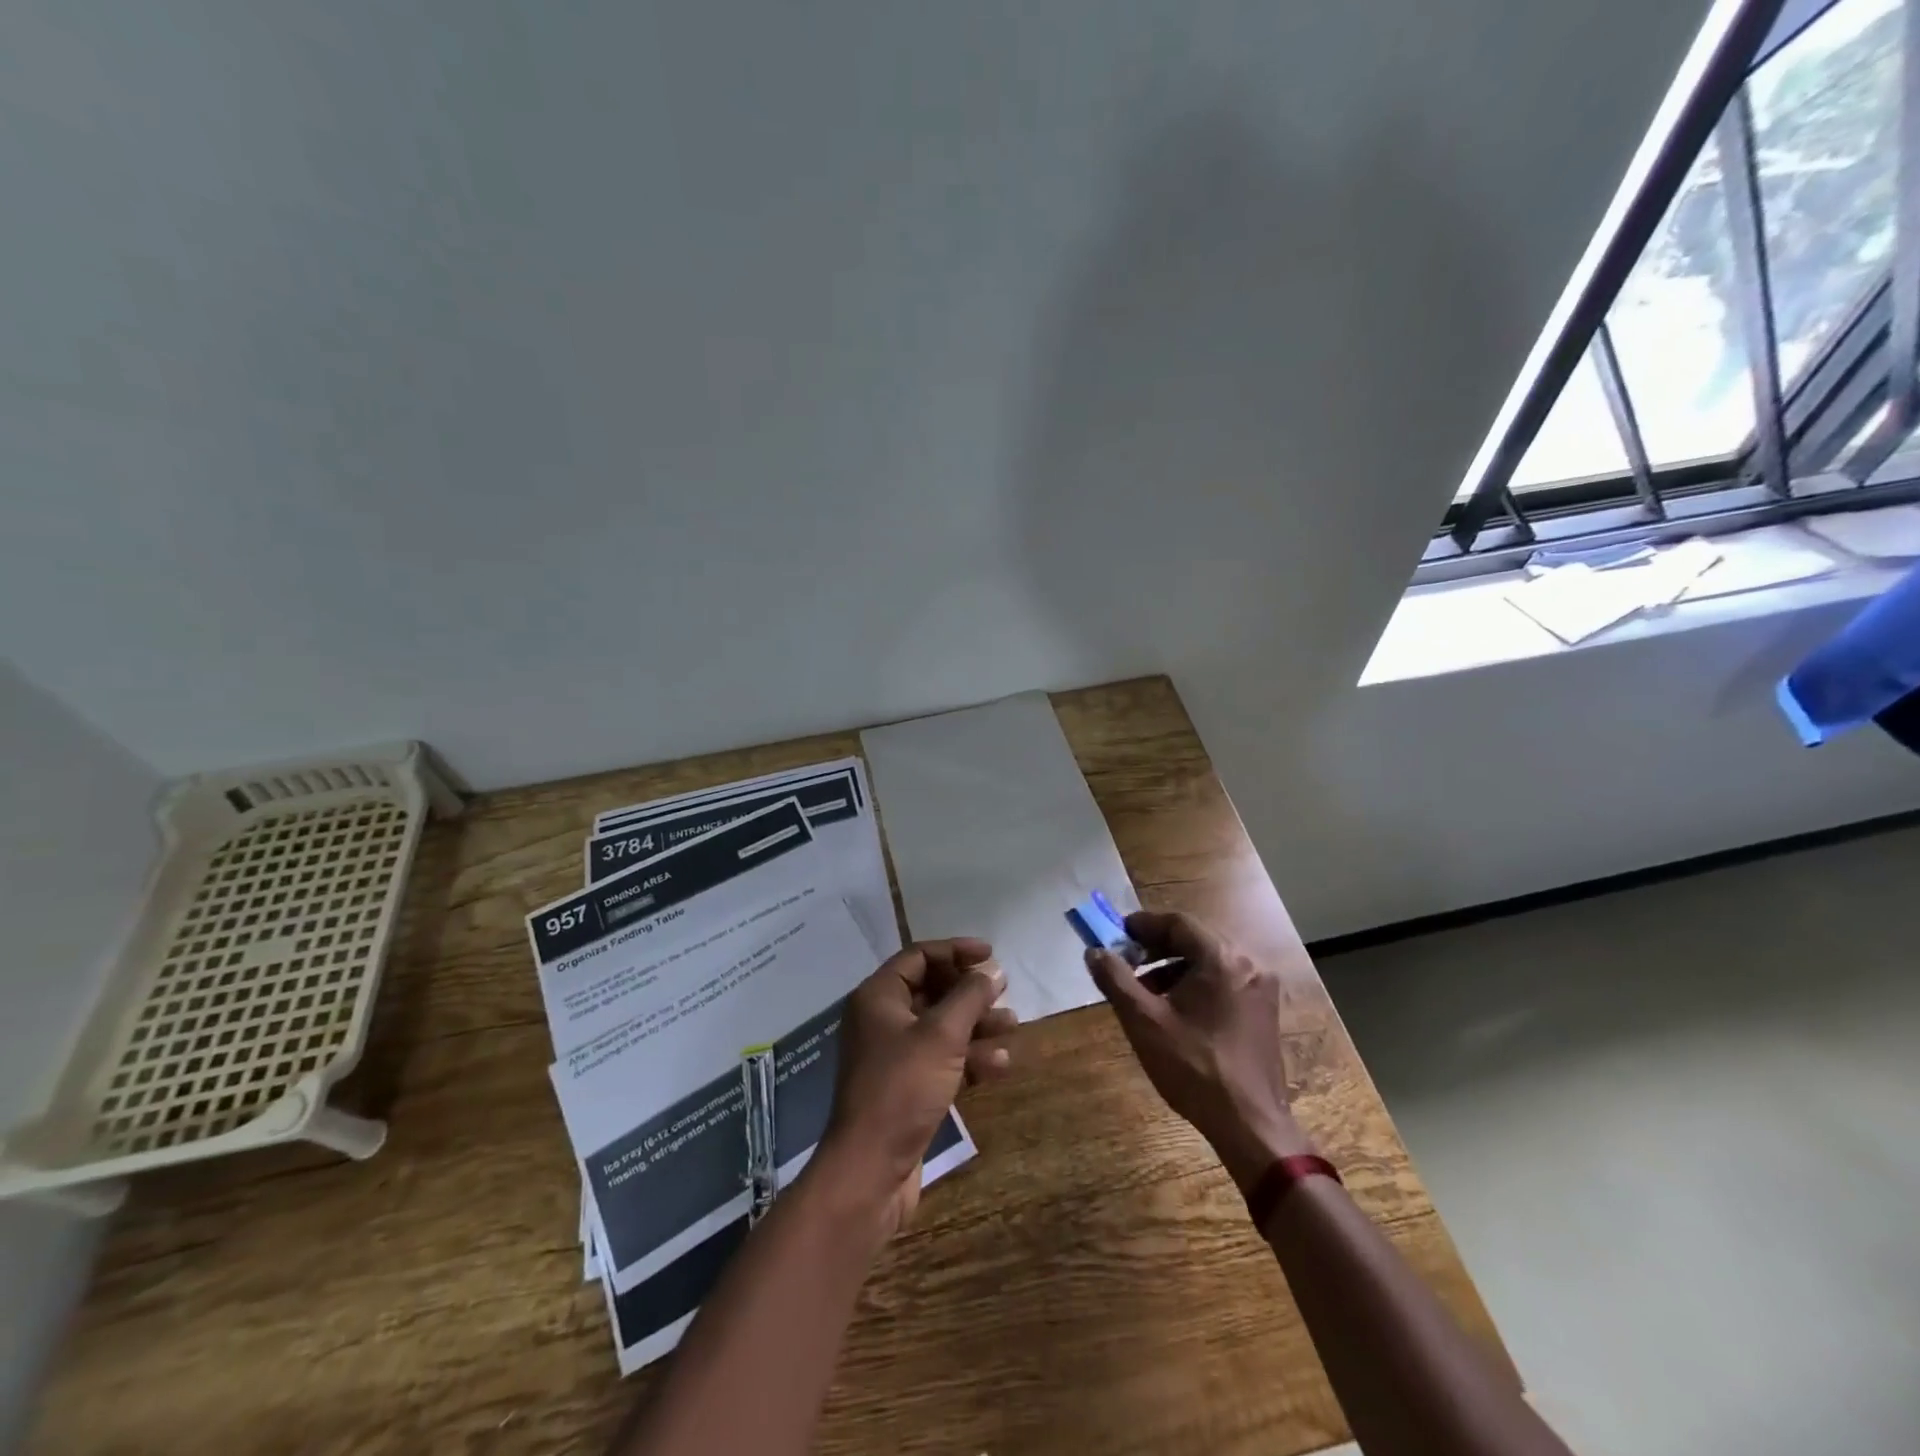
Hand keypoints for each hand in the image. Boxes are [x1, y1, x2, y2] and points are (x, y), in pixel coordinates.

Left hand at [816, 938, 1017, 1236]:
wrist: (870, 1170)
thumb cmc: (903, 1088)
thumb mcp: (942, 1035)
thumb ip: (970, 997)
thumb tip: (993, 970)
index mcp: (878, 997)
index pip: (919, 957)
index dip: (956, 951)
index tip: (991, 955)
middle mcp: (881, 1020)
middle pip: (932, 991)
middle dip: (970, 993)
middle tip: (1004, 994)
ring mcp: (893, 1056)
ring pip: (941, 1028)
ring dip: (976, 1025)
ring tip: (1012, 1027)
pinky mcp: (906, 1088)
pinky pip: (941, 1060)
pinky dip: (968, 1058)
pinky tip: (1000, 1065)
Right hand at [1085, 910, 1310, 1193]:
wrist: (1250, 1125)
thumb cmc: (1194, 1067)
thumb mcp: (1144, 1021)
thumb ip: (1115, 979)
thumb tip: (1094, 952)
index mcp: (1222, 959)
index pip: (1178, 923)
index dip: (1144, 925)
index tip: (1117, 934)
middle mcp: (1248, 964)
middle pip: (1195, 939)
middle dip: (1157, 947)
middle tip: (1127, 960)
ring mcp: (1260, 988)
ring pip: (1209, 961)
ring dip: (1175, 967)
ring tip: (1145, 990)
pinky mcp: (1264, 1010)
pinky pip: (1224, 980)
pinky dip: (1196, 984)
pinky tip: (1175, 1009)